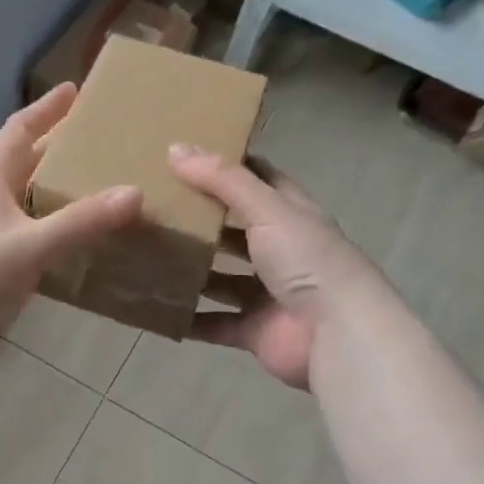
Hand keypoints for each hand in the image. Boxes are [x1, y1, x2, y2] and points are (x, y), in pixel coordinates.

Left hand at [0, 83, 142, 374]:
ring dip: (58, 196)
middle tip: (100, 142)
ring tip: (100, 191)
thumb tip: (135, 193)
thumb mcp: (27, 244)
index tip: (74, 90)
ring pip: (29, 206)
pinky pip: (31, 242)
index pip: (18, 132)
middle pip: (25, 166)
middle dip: (58, 151)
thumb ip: (80, 222)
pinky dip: (55, 236)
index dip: (45, 110)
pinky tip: (80, 244)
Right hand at [169, 145, 385, 390]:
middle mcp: (280, 251)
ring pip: (220, 278)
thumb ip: (223, 180)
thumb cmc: (308, 261)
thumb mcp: (268, 209)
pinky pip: (213, 322)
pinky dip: (188, 318)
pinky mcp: (254, 329)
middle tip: (154, 206)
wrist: (337, 334)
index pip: (260, 180)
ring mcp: (266, 293)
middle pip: (235, 230)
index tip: (186, 157)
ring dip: (191, 270)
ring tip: (146, 255)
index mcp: (291, 215)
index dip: (228, 167)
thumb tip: (176, 148)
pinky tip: (155, 307)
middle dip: (201, 220)